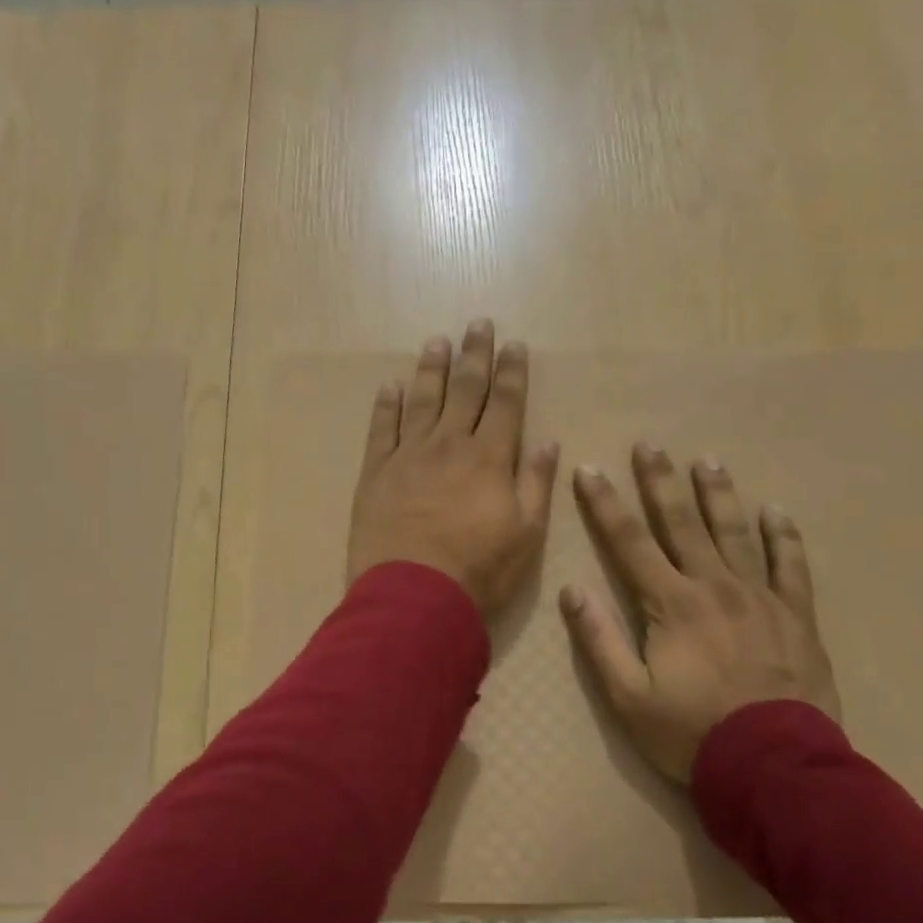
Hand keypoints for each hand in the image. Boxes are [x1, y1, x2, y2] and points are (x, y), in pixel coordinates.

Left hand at [347, 319, 559, 614]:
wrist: (413, 597)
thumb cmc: (478, 571)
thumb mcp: (526, 534)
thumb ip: (535, 484)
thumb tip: (546, 441)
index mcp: (489, 459)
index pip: (505, 403)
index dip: (511, 372)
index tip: (514, 344)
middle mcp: (449, 445)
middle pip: (464, 391)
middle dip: (474, 355)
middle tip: (477, 324)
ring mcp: (408, 455)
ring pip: (422, 401)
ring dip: (431, 369)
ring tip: (437, 341)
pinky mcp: (376, 472)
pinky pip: (382, 429)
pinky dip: (386, 405)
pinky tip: (390, 386)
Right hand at [560, 446, 839, 783]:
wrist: (777, 769)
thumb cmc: (692, 734)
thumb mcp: (628, 697)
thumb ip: (599, 640)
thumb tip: (573, 590)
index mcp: (671, 604)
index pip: (629, 542)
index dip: (605, 505)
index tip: (590, 470)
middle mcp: (715, 587)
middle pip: (683, 523)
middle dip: (660, 482)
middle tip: (651, 445)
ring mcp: (761, 598)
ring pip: (736, 533)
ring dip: (718, 495)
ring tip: (708, 461)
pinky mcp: (796, 616)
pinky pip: (791, 566)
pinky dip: (783, 536)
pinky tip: (776, 512)